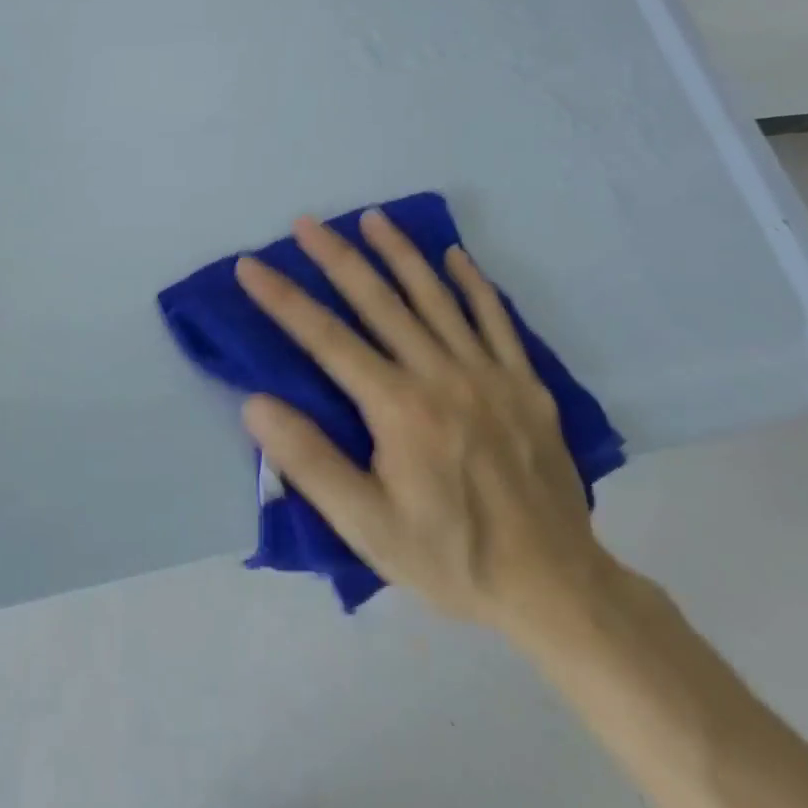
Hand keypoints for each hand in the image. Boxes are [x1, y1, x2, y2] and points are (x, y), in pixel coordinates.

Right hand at [235, 210, 613, 638]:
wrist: (556, 589)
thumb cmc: (450, 557)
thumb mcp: (367, 527)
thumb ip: (309, 462)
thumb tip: (256, 404)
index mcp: (400, 408)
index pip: (326, 339)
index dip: (283, 299)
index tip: (251, 265)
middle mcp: (442, 376)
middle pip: (380, 302)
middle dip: (337, 258)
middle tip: (306, 222)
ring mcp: (489, 375)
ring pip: (436, 298)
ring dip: (400, 254)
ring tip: (372, 218)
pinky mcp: (526, 385)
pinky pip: (496, 320)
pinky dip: (473, 284)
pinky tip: (454, 256)